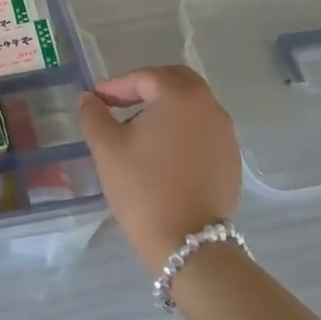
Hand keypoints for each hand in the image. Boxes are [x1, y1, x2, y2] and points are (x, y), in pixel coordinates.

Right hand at [79, 65, 242, 269]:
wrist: (187, 242)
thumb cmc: (142, 188)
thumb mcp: (106, 148)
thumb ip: (94, 115)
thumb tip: (89, 98)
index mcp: (179, 97)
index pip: (144, 77)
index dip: (116, 85)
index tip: (97, 98)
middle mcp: (208, 107)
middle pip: (176, 80)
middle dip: (147, 86)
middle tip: (121, 102)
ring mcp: (225, 133)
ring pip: (193, 103)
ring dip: (166, 106)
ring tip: (140, 128)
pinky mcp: (231, 157)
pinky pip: (204, 127)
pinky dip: (183, 126)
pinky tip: (164, 150)